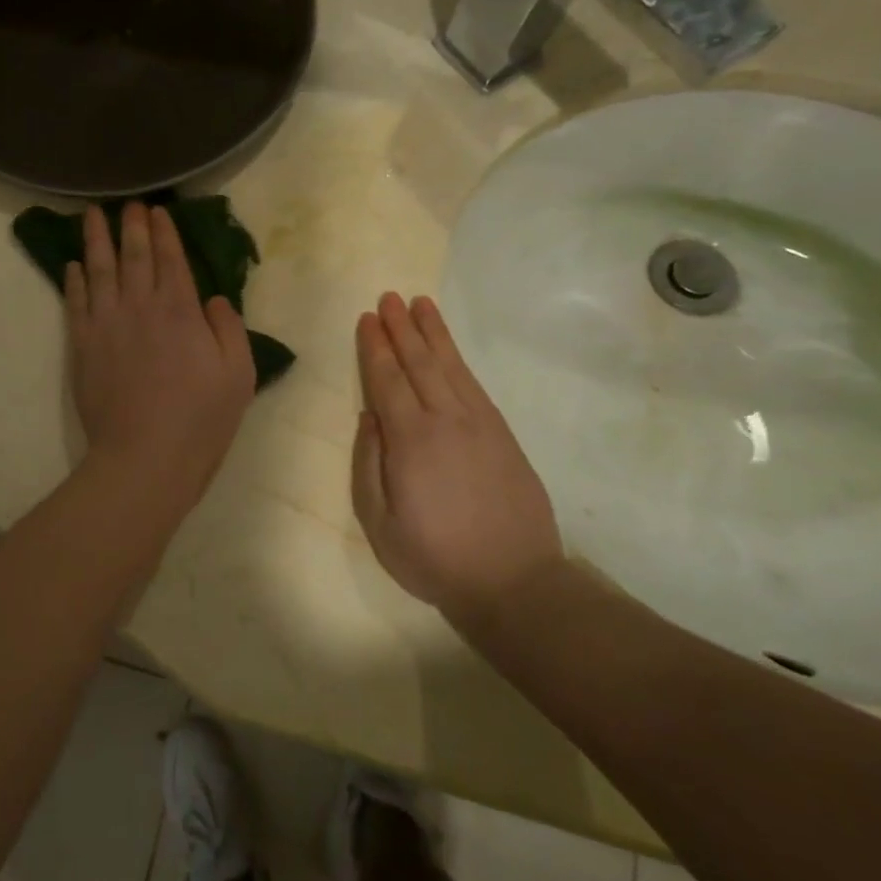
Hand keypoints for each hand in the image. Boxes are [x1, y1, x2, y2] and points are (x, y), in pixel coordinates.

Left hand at [67, 203, 255, 509]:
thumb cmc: (200, 419)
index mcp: (181, 310)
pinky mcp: (83, 346)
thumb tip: (212, 298)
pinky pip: (76, 303)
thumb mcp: (238, 374)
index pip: (171, 259)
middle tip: (127, 204)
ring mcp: (106, 324)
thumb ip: (228, 328)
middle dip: (131, 226)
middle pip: (133, 256)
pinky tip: (72, 266)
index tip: (156, 211)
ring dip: (95, 241)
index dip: (163, 232)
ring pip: (99, 271)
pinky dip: (73, 280)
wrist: (145, 456)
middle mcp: (140, 306)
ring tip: (91, 216)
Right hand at [352, 293, 561, 625]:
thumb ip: (368, 463)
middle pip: (419, 363)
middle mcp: (445, 421)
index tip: (366, 319)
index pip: (387, 381)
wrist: (513, 582)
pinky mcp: (503, 435)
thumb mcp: (379, 522)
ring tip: (420, 305)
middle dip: (401, 329)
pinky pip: (475, 385)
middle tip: (388, 298)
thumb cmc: (434, 557)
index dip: (375, 348)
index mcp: (410, 440)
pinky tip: (450, 350)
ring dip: (433, 334)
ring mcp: (479, 425)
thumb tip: (368, 416)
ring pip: (450, 367)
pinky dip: (459, 360)